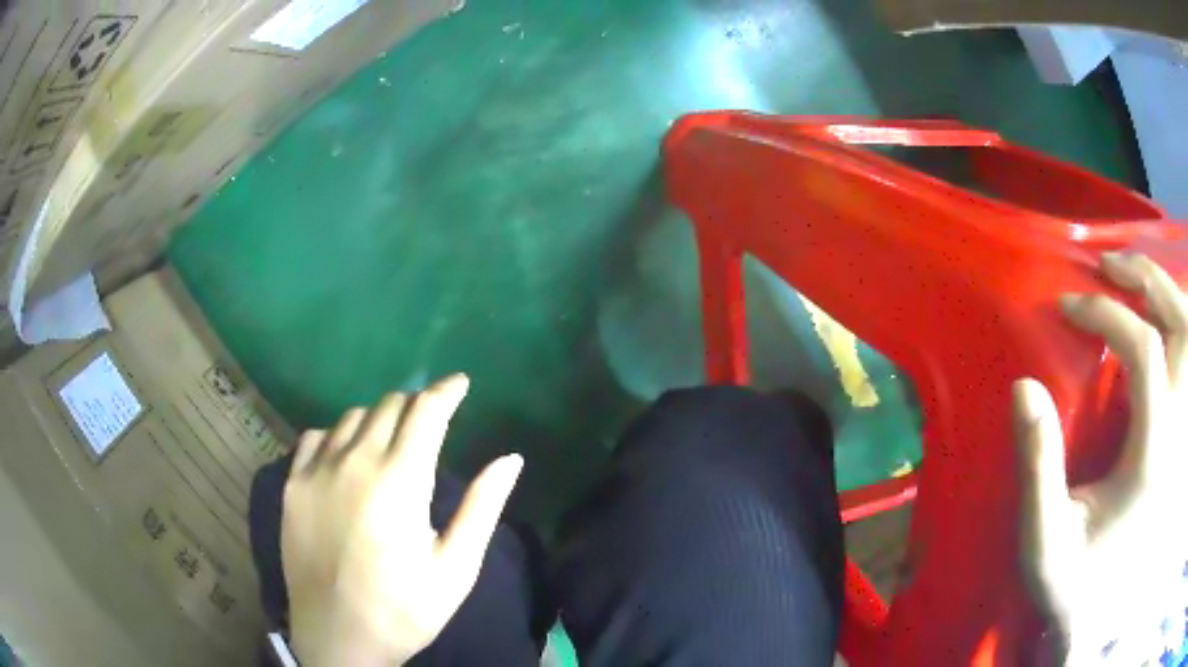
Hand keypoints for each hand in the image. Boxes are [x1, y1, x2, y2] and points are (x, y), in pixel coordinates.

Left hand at [282, 375, 522, 665]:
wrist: (338, 637)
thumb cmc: (403, 609)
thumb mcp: (455, 568)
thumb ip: (482, 508)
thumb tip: (511, 459)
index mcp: (400, 481)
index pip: (427, 412)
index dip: (447, 391)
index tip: (460, 383)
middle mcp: (355, 461)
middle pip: (389, 406)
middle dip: (416, 406)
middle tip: (429, 425)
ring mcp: (317, 470)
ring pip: (352, 417)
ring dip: (378, 420)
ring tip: (389, 444)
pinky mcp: (293, 484)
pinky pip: (314, 436)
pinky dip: (336, 435)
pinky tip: (345, 458)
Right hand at [1014, 252, 1186, 662]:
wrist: (1103, 617)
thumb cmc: (1075, 583)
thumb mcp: (1045, 542)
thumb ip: (1038, 469)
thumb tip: (1024, 387)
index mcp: (1153, 456)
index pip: (1145, 351)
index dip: (1107, 315)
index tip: (1068, 307)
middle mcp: (1179, 434)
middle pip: (1180, 324)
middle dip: (1146, 280)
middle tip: (1110, 266)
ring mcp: (1185, 434)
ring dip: (1168, 294)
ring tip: (1138, 281)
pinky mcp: (1185, 439)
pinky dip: (1182, 325)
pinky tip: (1165, 321)